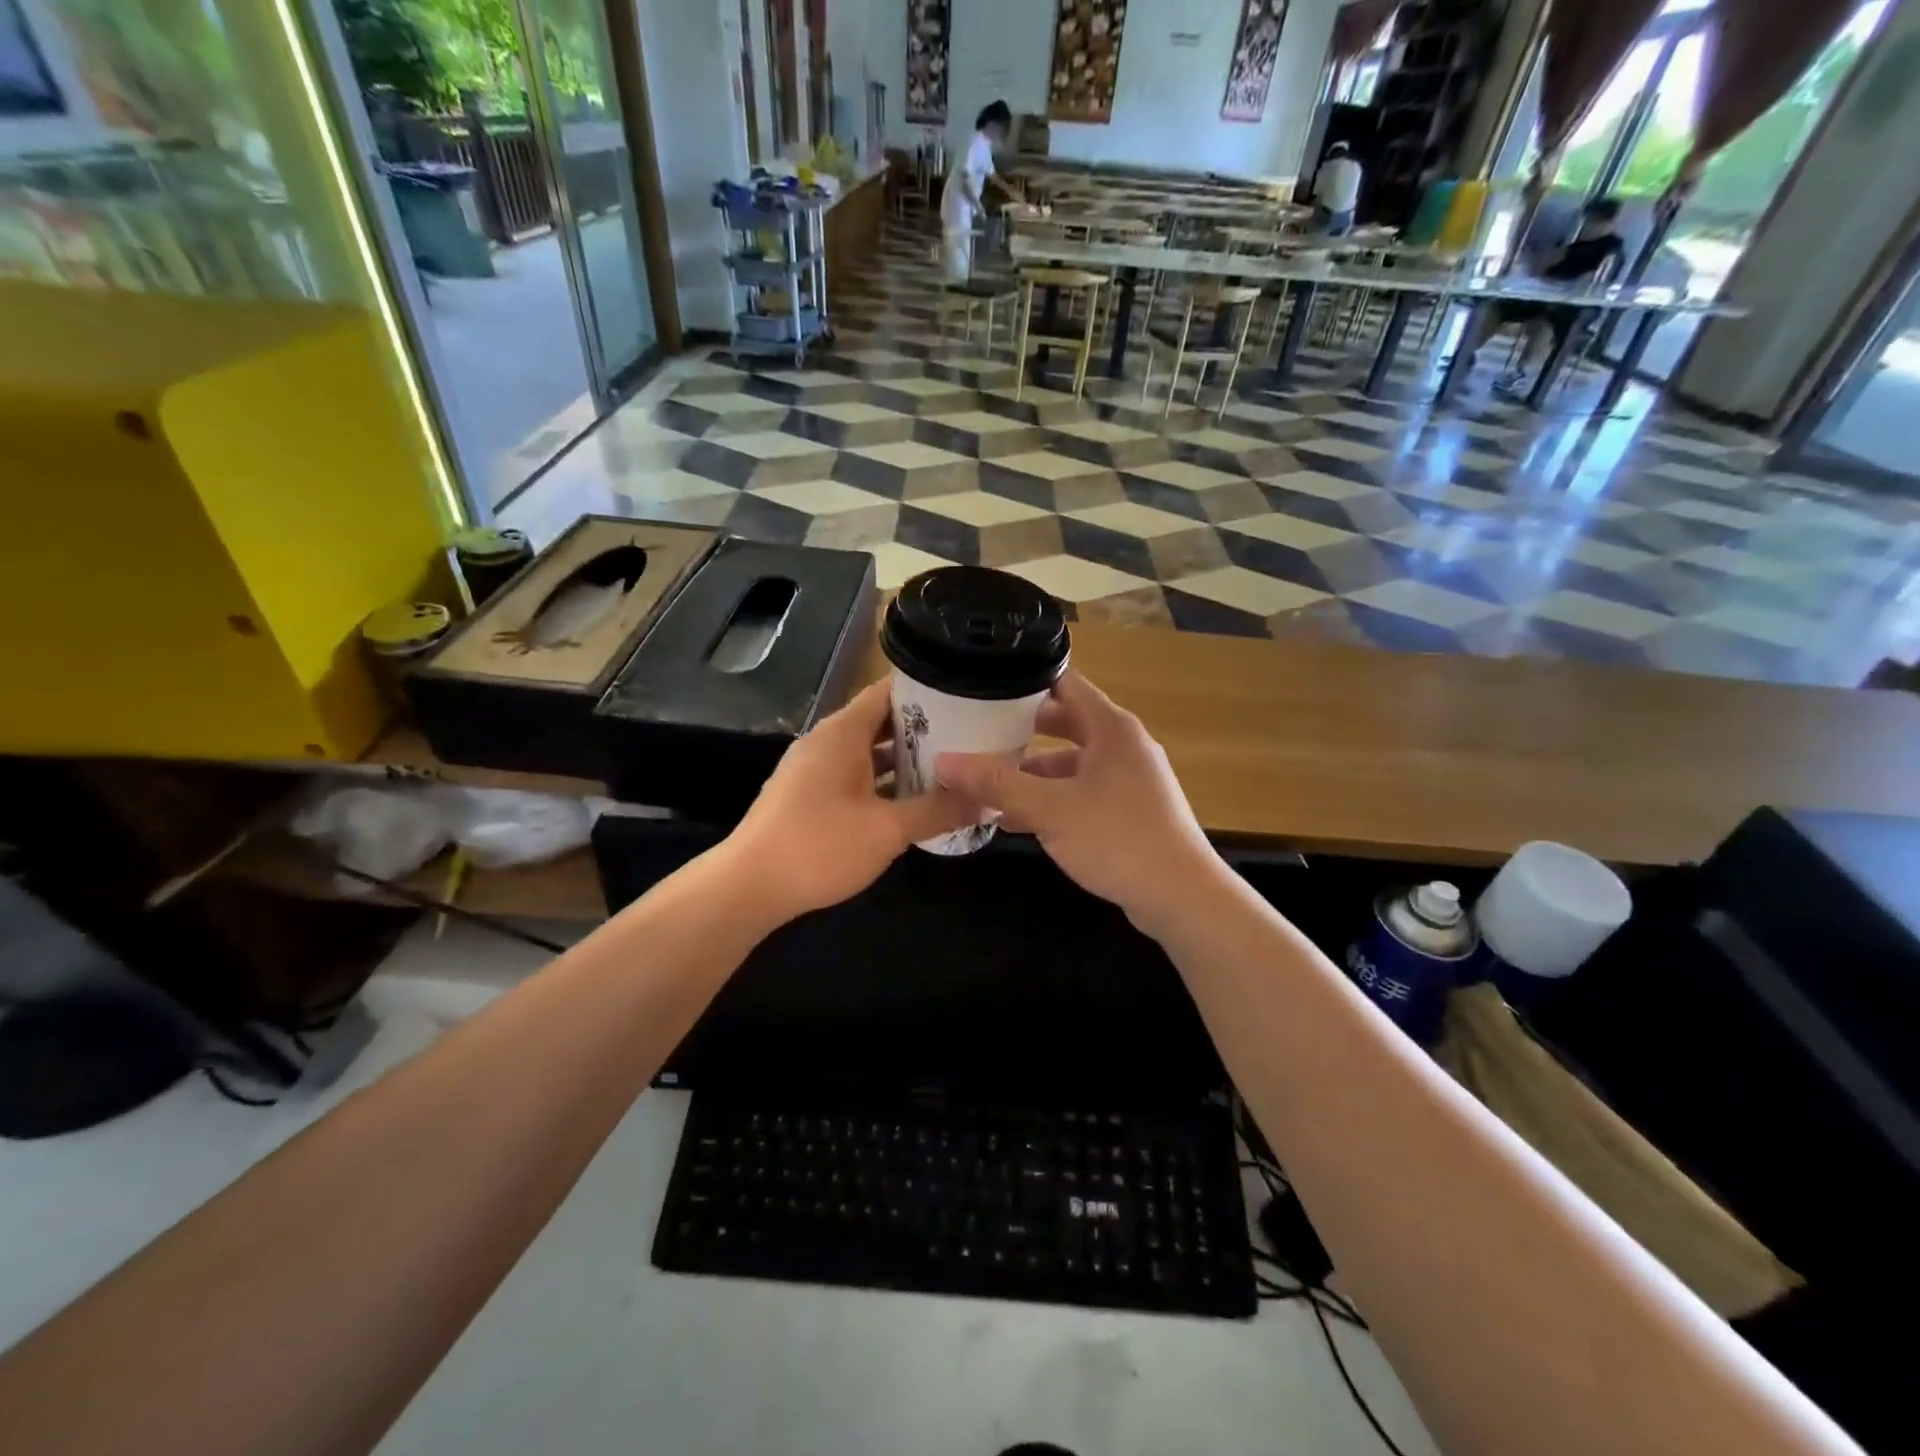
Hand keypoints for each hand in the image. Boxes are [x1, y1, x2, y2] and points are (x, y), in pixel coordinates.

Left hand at [725, 680, 977, 923]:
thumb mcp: (887, 830)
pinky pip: (855, 774)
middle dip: (924, 729)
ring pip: (869, 752)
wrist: (748, 887)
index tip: (967, 698)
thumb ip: (937, 811)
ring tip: (951, 767)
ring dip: (905, 759)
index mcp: (843, 733)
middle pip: (882, 720)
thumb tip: (985, 800)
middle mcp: (827, 741)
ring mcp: (814, 768)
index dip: (928, 691)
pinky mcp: (808, 794)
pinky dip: (883, 781)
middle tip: (970, 737)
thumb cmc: (819, 847)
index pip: (889, 691)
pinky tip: (912, 801)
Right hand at [934, 672, 1223, 931]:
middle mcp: (1121, 744)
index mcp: (1111, 727)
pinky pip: (1080, 792)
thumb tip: (943, 762)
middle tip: (974, 730)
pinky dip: (1050, 799)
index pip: (1064, 682)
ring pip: (1069, 763)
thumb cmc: (1117, 838)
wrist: (1181, 896)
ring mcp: (1127, 778)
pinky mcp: (1127, 810)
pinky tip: (1013, 820)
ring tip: (984, 781)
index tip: (982, 683)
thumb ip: (996, 784)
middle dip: (1019, 730)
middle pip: (1063, 722)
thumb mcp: (1049, 809)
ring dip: (1030, 772)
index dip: (1024, 679)